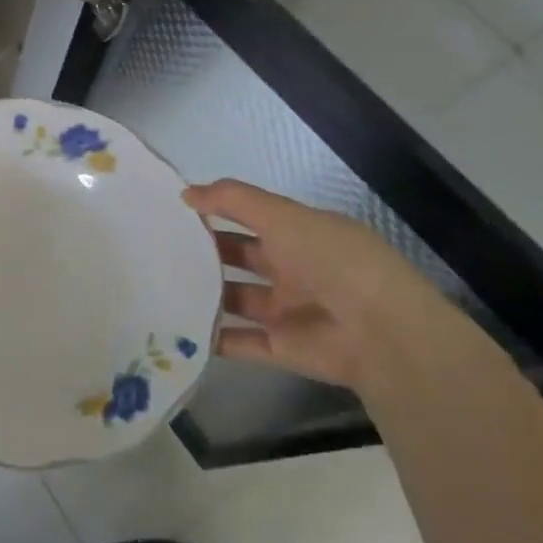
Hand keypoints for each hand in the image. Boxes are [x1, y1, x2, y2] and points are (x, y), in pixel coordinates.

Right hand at [186, 179, 464, 391]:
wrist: (384, 336)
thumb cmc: (333, 261)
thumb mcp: (283, 216)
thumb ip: (233, 200)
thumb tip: (186, 194)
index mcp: (299, 233)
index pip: (250, 216)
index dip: (216, 209)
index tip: (174, 208)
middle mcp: (293, 269)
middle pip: (239, 256)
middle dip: (205, 250)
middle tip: (158, 245)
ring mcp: (286, 311)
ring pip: (235, 298)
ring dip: (204, 292)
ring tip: (159, 283)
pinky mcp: (281, 348)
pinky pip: (239, 341)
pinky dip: (211, 336)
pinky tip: (176, 324)